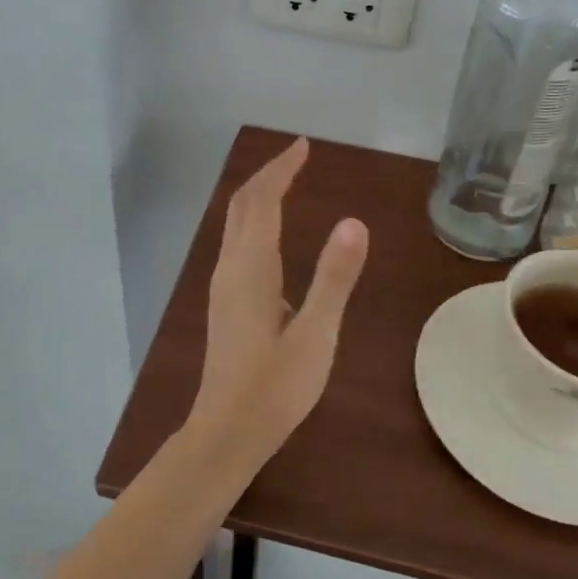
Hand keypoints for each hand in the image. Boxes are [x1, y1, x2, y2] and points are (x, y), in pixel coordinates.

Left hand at [187, 138, 369, 465]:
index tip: (303, 146)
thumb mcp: (316, 334)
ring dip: (258, 194)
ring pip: (235, 223)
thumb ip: (334, 277)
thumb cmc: (275, 387)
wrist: (226, 432)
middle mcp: (231, 267)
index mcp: (251, 268)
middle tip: (297, 155)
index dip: (282, 170)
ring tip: (286, 181)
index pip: (264, 201)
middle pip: (243, 204)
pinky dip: (254, 219)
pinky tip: (271, 233)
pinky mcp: (225, 301)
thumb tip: (354, 221)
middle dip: (268, 174)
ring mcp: (223, 284)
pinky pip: (237, 241)